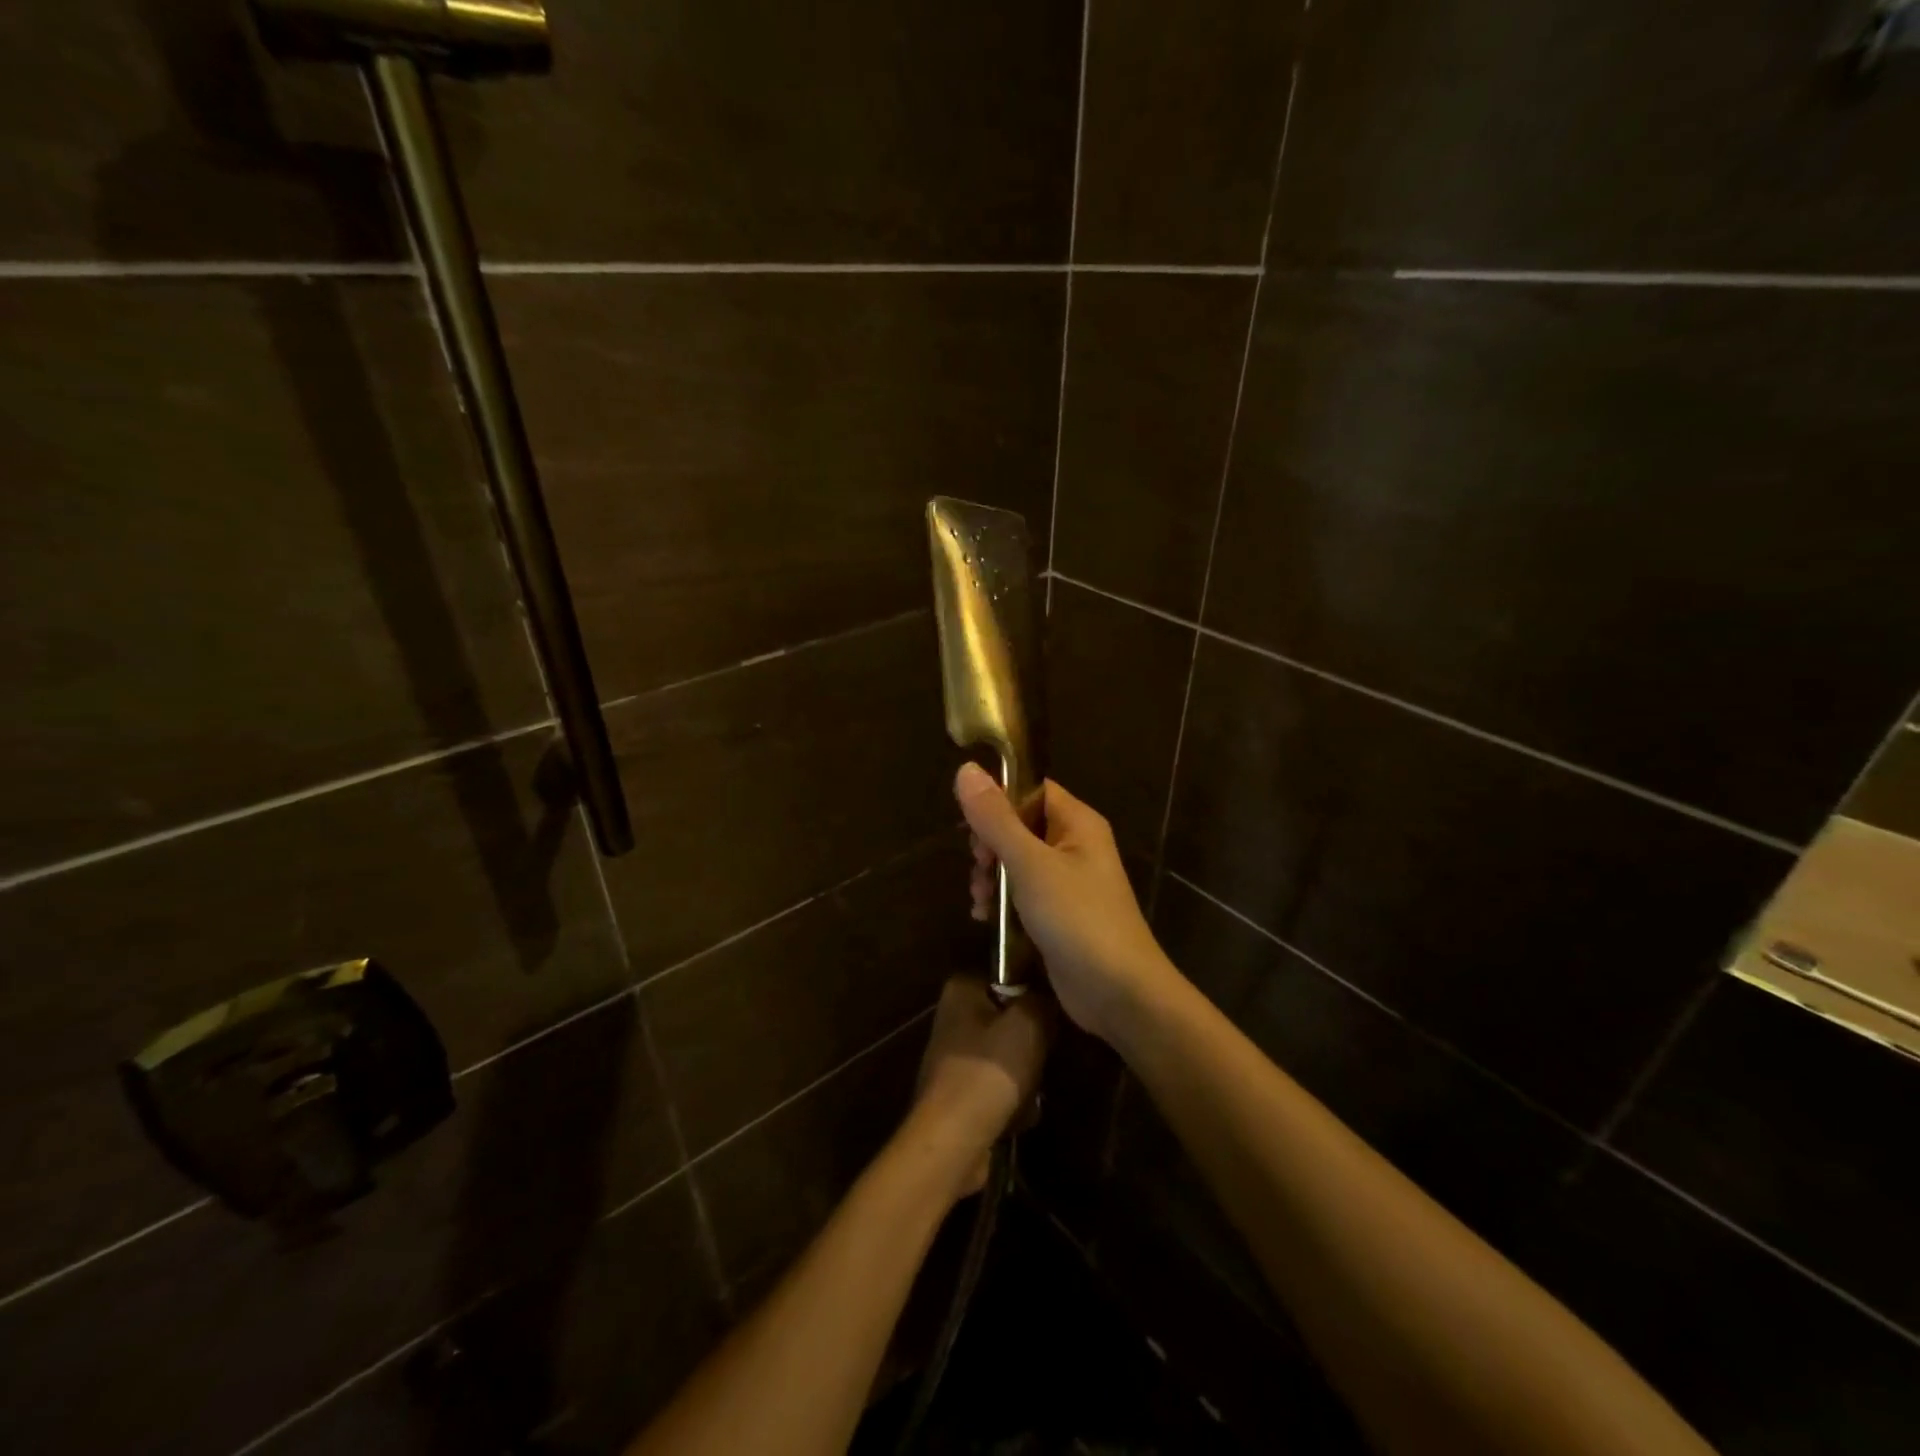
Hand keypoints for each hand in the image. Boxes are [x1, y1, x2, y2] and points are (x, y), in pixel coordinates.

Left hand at [911, 976, 1052, 1198]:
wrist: (952, 1140)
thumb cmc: (989, 1070)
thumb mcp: (1029, 1023)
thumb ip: (1043, 1000)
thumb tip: (1048, 996)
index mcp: (962, 989)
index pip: (1007, 973)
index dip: (1034, 991)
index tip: (1054, 1011)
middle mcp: (953, 1017)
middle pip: (1009, 1018)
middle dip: (1031, 1042)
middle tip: (1046, 1055)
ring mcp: (953, 1057)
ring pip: (1007, 1055)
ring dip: (1025, 1077)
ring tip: (1032, 1093)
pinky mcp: (958, 1093)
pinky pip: (997, 1087)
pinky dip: (1011, 1101)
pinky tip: (1020, 1116)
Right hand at [955, 763, 1181, 1044]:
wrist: (1118, 993)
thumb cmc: (1077, 918)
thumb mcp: (1030, 864)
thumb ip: (996, 819)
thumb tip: (966, 768)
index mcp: (1077, 822)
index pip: (1031, 790)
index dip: (998, 801)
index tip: (972, 826)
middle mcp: (1075, 845)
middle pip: (1019, 826)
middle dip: (990, 846)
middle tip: (980, 869)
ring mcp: (1068, 882)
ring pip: (1016, 862)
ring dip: (992, 877)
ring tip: (981, 901)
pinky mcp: (1059, 914)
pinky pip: (1023, 893)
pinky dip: (1003, 901)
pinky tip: (985, 918)